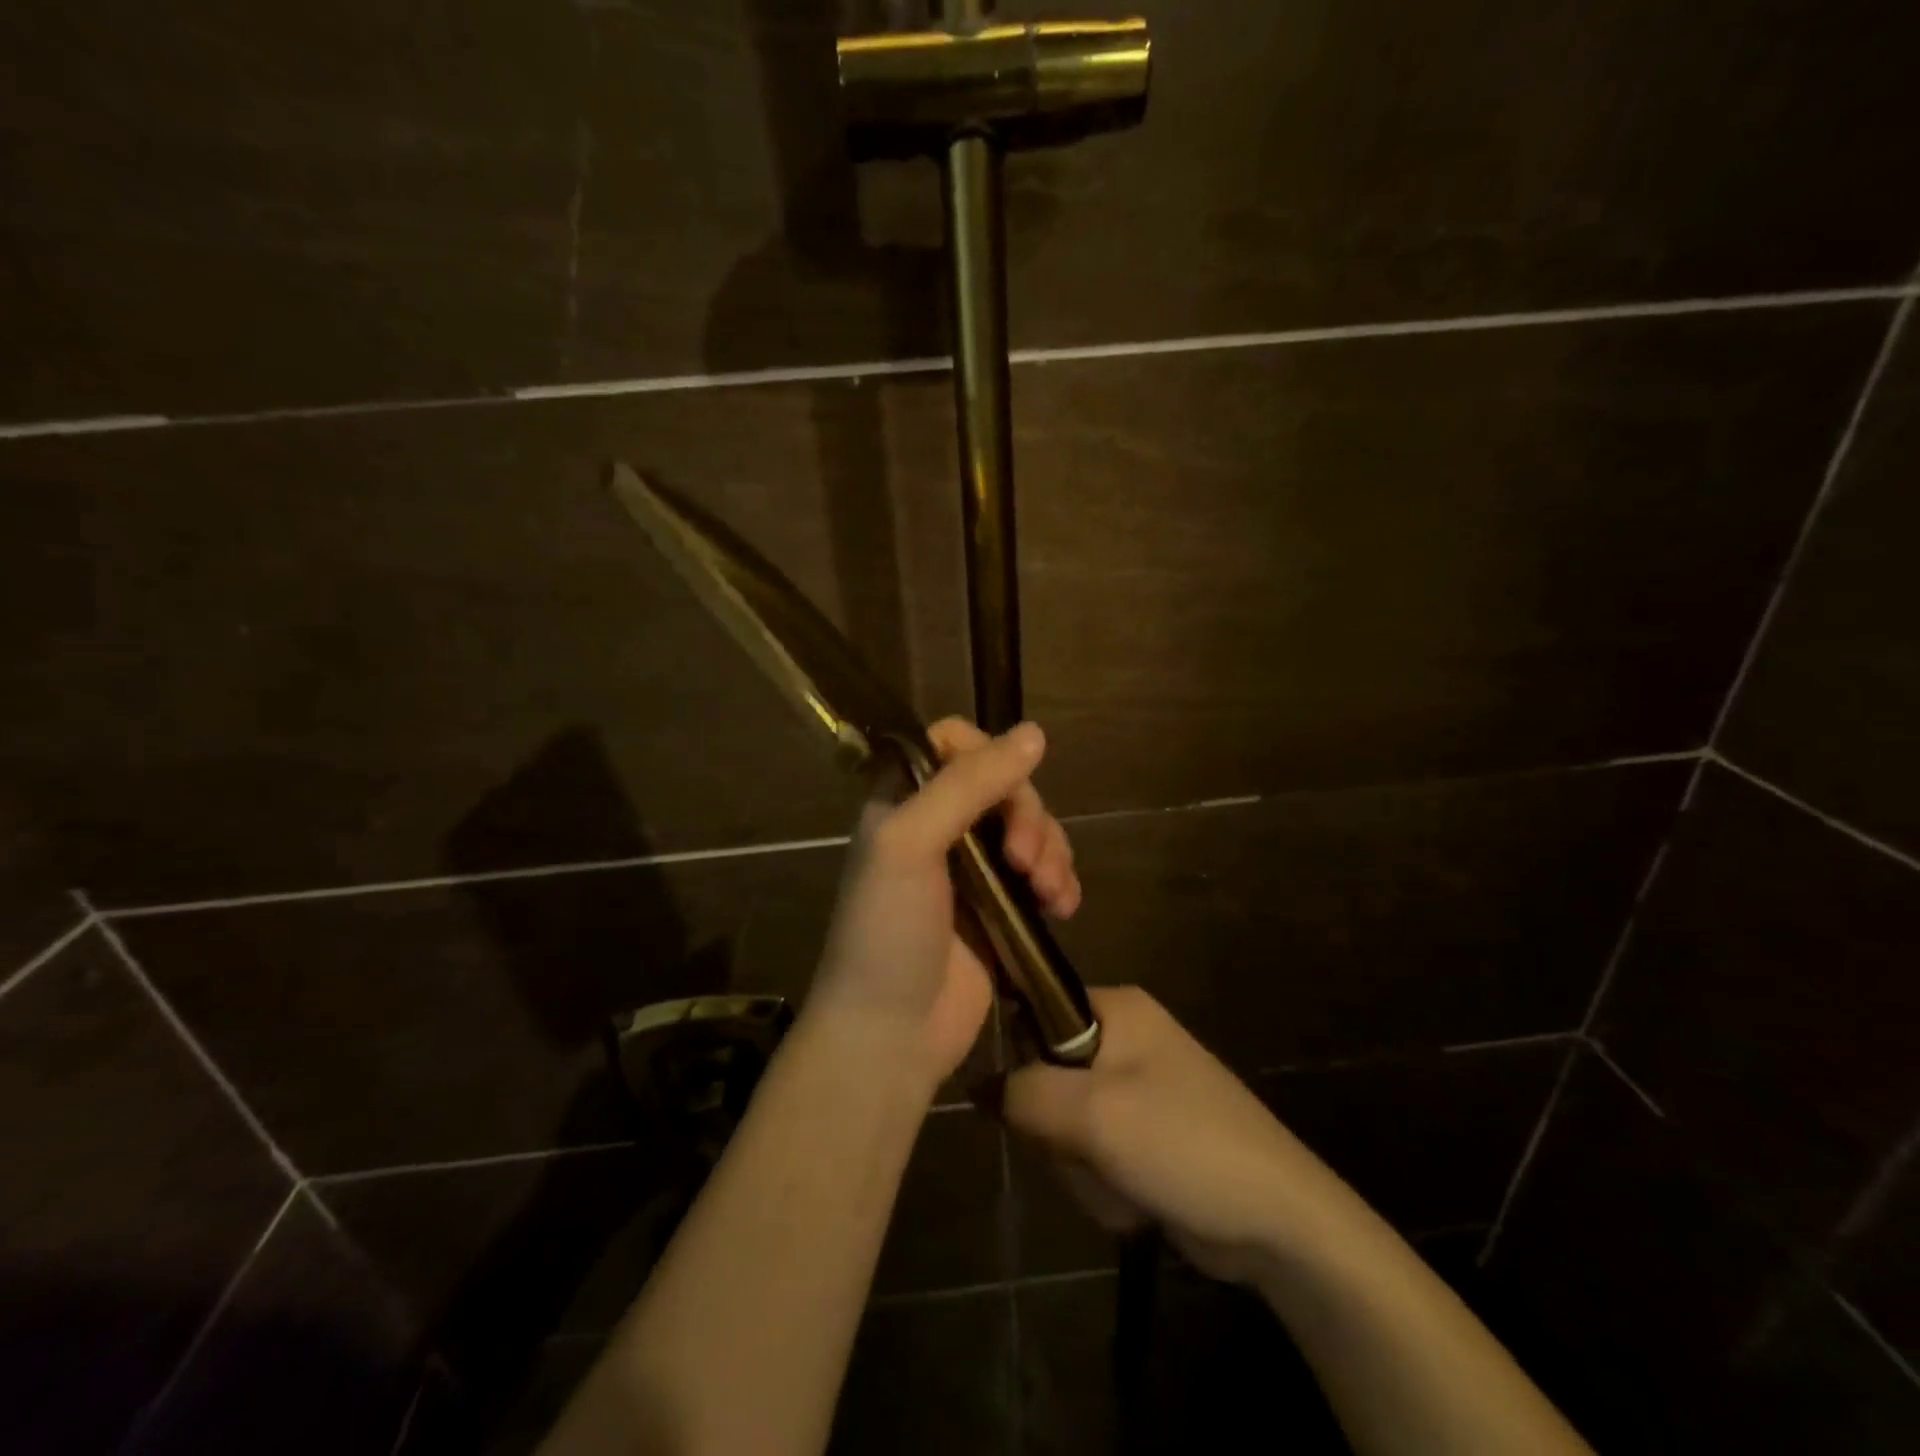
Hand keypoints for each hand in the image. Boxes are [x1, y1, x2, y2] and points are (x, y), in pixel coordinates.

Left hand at [808, 718, 1082, 1091]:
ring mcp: (974, 868)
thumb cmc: (887, 931)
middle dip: (1028, 816)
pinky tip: (1063, 906)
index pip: (951, 742)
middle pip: (1005, 784)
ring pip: (1032, 827)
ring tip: (1047, 891)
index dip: (986, 753)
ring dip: (1051, 850)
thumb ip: (966, 784)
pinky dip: (1061, 881)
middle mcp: (940, 824)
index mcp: (905, 799)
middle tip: (1024, 861)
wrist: (890, 1034)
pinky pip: (1045, 871)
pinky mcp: (1003, 907)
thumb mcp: (909, 844)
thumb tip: (1035, 733)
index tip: (1006, 785)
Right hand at [1003, 987, 1348, 1283]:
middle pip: (1045, 1077)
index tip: (1036, 1103)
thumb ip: (1024, 1092)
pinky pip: (1092, 1152)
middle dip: (1059, 1131)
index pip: (1033, 1011)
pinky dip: (1105, 1182)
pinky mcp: (1144, 1133)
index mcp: (1115, 1007)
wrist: (1279, 1220)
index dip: (1024, 1060)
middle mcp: (1123, 1036)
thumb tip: (976, 1086)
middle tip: (1092, 1151)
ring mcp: (1135, 1087)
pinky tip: (1138, 1199)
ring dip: (1082, 1166)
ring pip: (1065, 1124)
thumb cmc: (1185, 1143)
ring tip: (1125, 1181)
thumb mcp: (1093, 1113)